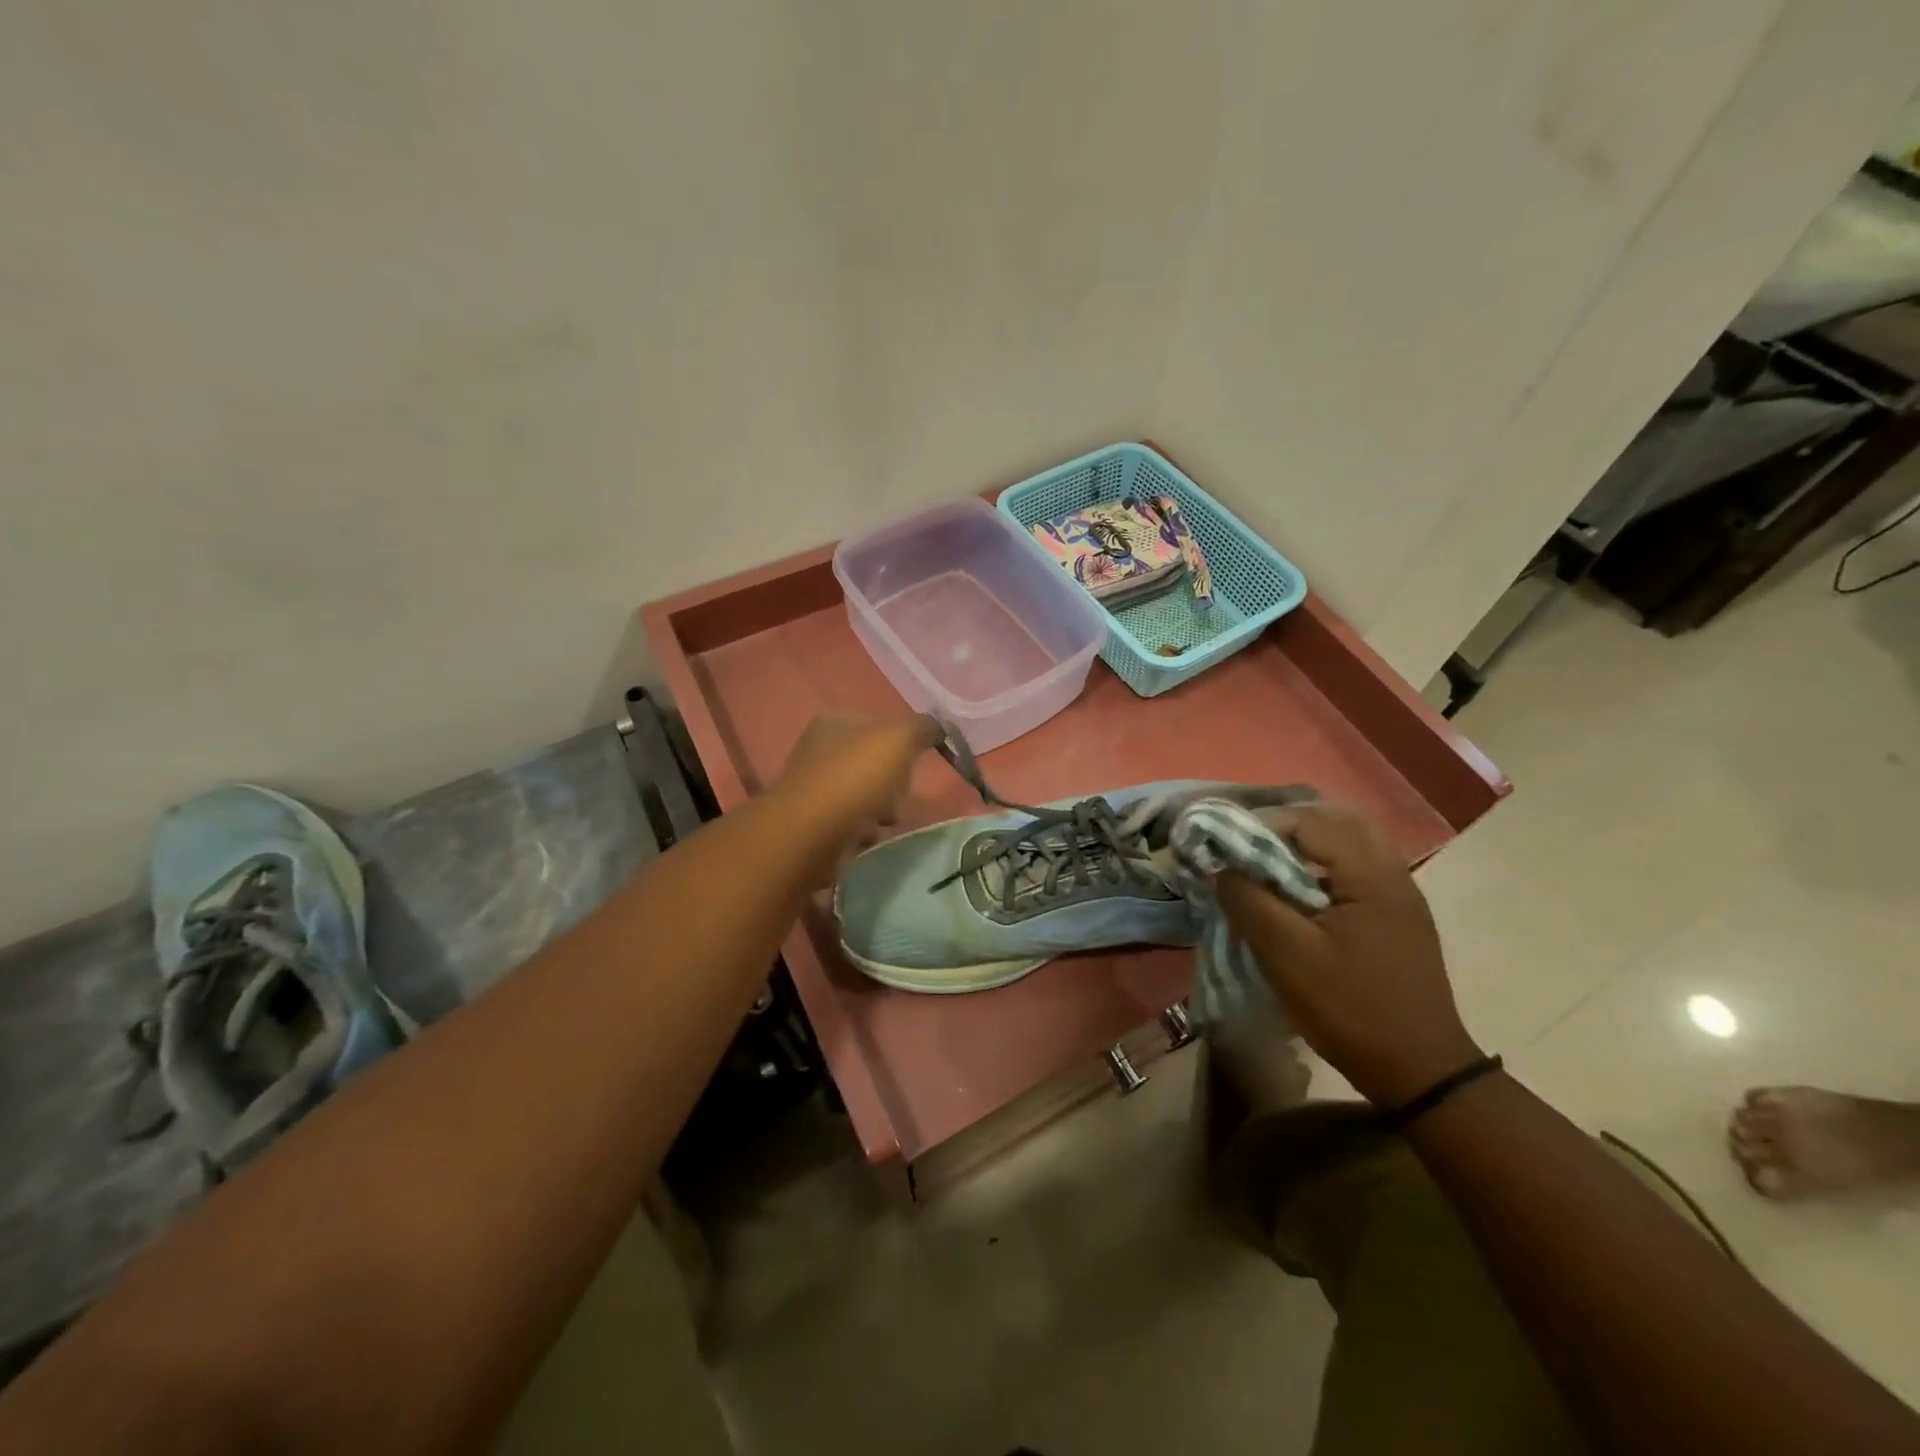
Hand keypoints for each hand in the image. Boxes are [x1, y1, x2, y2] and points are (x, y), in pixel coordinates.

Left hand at [771, 712, 941, 856]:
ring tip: (888, 822)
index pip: (877, 725)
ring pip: (859, 793)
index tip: (917, 764)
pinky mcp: (809, 823)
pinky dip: (861, 830)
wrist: (811, 834)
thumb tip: (938, 728)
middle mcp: (817, 749)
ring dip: (878, 808)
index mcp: (833, 722)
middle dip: (891, 781)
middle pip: (870, 762)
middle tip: (903, 796)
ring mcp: (810, 788)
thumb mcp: (900, 738)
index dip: (902, 742)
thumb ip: (923, 727)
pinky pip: (846, 822)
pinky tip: (868, 838)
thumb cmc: (856, 778)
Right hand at [1217, 804, 1482, 1107]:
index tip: (1227, 848)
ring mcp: (1401, 897)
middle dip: (1286, 830)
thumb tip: (1222, 868)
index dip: (1261, 827)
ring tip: (1269, 873)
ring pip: (1349, 847)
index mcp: (1371, 875)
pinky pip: (1356, 873)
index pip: (1309, 822)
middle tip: (1249, 852)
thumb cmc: (1350, 1008)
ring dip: (1306, 851)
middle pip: (1335, 824)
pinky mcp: (1399, 919)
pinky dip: (1323, 872)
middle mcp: (1393, 874)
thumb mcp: (1287, 956)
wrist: (1421, 1072)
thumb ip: (1250, 902)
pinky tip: (1300, 900)